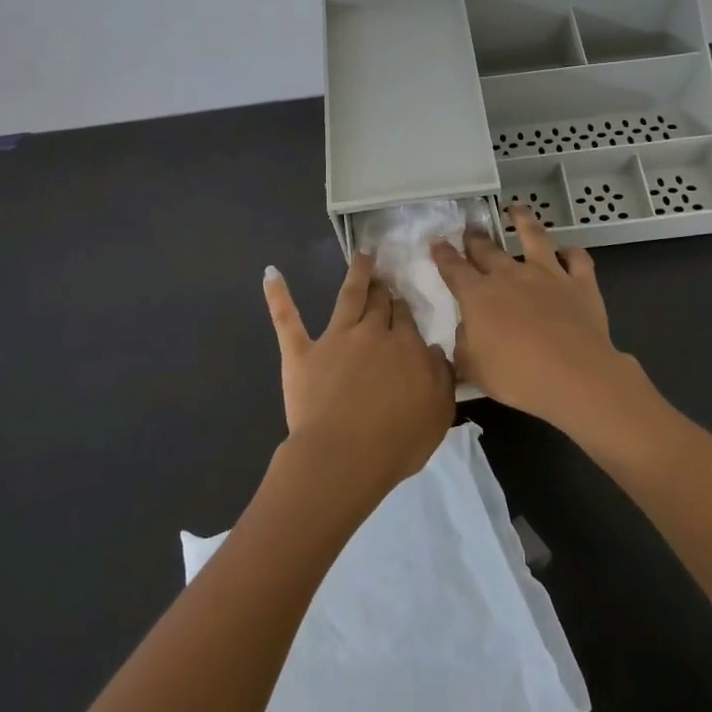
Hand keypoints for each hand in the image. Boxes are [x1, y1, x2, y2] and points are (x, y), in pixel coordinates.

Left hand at [262, 252, 454, 500]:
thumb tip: (435, 350)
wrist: (345, 456)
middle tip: (384, 274)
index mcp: (406, 346)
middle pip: (380, 303)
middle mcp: (372, 332)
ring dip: (356, 273)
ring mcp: (335, 338)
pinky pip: (287, 319)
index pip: (406, 317)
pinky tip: (271, 274)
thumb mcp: (439, 412)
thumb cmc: (397, 441)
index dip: (404, 308)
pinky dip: (278, 295)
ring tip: (361, 255)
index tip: (403, 301)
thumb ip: (441, 376)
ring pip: (348, 296)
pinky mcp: (301, 352)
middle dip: (383, 287)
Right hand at [431, 206, 653, 439]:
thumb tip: (464, 331)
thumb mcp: (474, 369)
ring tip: (516, 208)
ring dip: (523, 220)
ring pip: (533, 236)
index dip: (443, 254)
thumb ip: (464, 346)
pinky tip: (568, 250)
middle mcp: (510, 275)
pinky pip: (577, 259)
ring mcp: (547, 274)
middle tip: (470, 226)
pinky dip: (572, 252)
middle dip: (475, 237)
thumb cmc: (517, 375)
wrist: (574, 375)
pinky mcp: (579, 282)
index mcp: (479, 295)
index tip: (437, 242)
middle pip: (487, 249)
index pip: (454, 269)